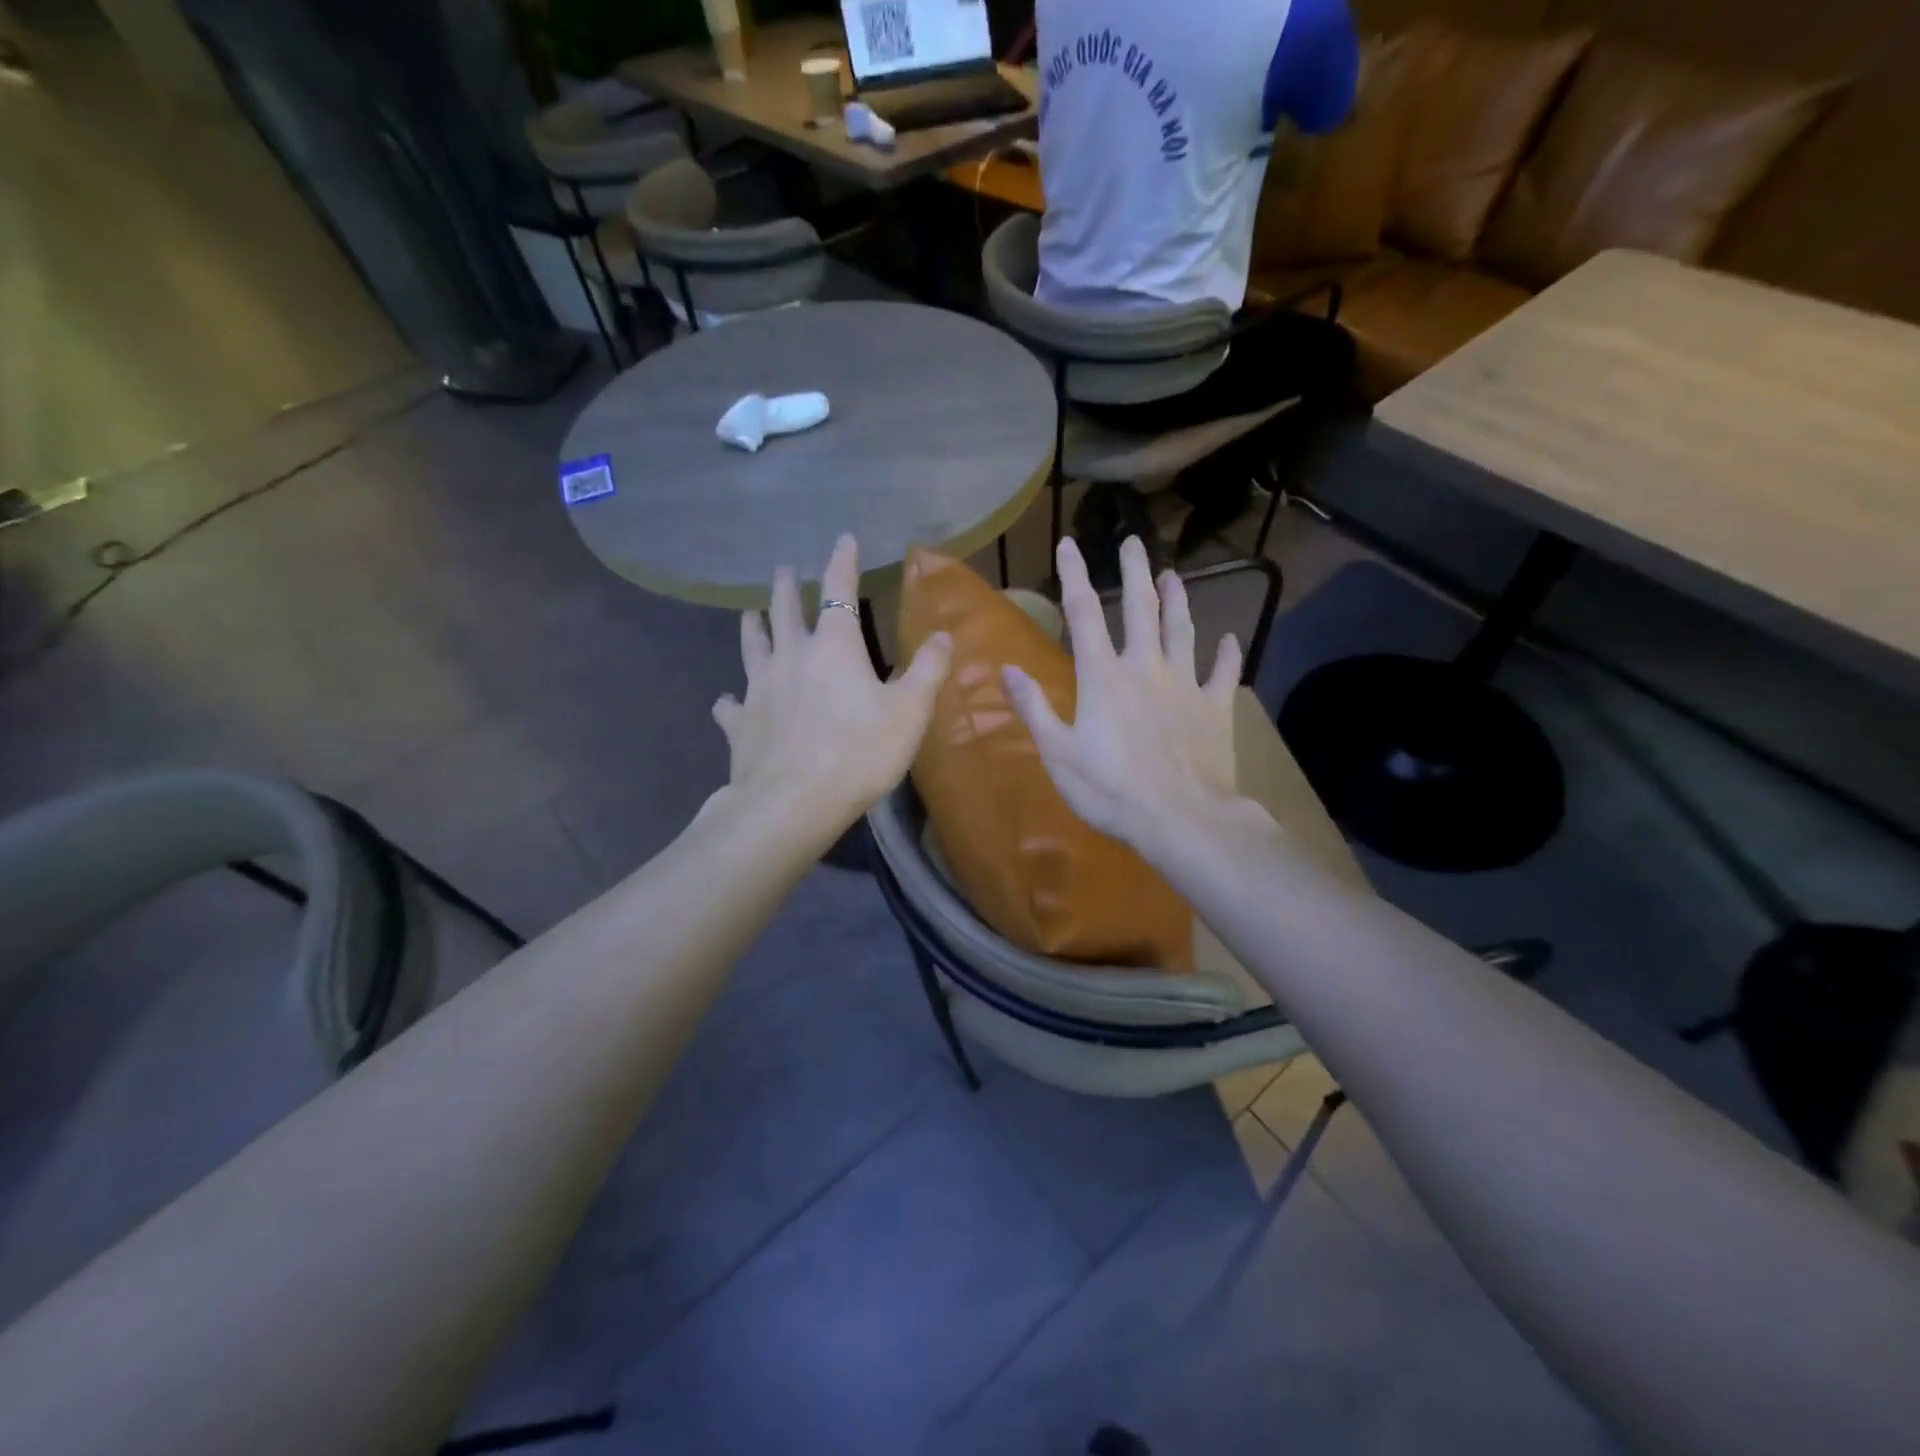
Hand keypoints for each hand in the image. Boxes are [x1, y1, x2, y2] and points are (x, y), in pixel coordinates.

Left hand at [713, 535, 950, 835]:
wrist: (793, 802)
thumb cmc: (859, 752)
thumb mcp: (909, 712)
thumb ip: (927, 671)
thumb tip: (943, 635)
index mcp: (834, 647)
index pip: (838, 592)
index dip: (842, 563)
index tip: (842, 539)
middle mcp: (792, 657)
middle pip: (786, 612)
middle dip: (786, 587)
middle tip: (781, 569)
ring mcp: (759, 688)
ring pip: (753, 647)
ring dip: (752, 627)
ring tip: (747, 614)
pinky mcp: (741, 723)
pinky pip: (732, 704)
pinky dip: (730, 699)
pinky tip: (726, 700)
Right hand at [1002, 536, 1240, 857]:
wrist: (1180, 819)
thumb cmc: (1110, 789)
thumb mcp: (1058, 753)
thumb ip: (1034, 708)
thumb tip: (1006, 669)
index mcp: (1103, 676)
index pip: (1083, 614)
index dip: (1074, 576)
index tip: (1069, 543)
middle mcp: (1145, 667)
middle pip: (1140, 609)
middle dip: (1134, 571)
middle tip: (1134, 541)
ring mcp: (1185, 685)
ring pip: (1182, 630)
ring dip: (1177, 600)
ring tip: (1174, 574)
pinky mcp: (1215, 708)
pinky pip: (1223, 673)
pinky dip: (1226, 654)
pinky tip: (1229, 639)